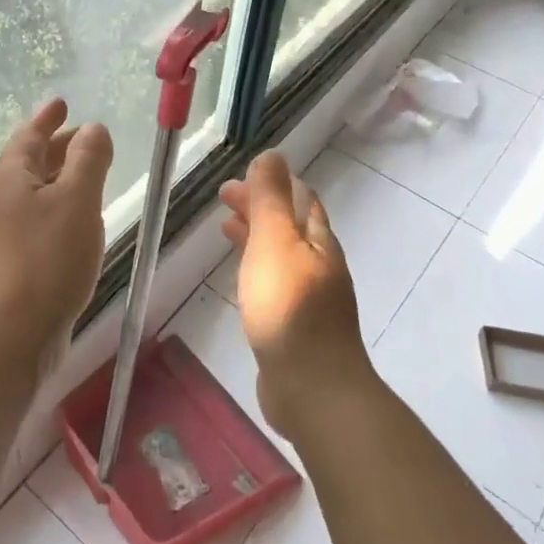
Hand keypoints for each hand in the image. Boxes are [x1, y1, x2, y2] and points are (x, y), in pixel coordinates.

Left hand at [0, 98, 113, 368]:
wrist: (16, 331)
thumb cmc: (48, 256)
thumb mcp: (77, 199)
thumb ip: (89, 159)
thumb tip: (95, 128)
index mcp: (10, 177)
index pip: (29, 136)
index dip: (48, 118)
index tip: (62, 102)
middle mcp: (0, 199)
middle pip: (30, 162)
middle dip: (58, 146)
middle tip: (85, 136)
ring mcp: (3, 232)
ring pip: (35, 191)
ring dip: (60, 177)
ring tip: (88, 173)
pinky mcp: (14, 260)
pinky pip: (38, 217)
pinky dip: (59, 206)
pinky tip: (79, 219)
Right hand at [220, 151, 372, 438]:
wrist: (312, 388)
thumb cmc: (289, 307)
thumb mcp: (275, 242)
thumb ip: (270, 199)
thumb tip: (272, 155)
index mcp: (318, 241)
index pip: (301, 199)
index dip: (272, 183)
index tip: (238, 177)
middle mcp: (319, 266)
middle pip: (290, 225)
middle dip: (260, 207)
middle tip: (223, 198)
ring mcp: (311, 299)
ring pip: (281, 254)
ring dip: (256, 236)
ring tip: (225, 229)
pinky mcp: (297, 328)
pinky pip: (274, 283)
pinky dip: (255, 268)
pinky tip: (240, 280)